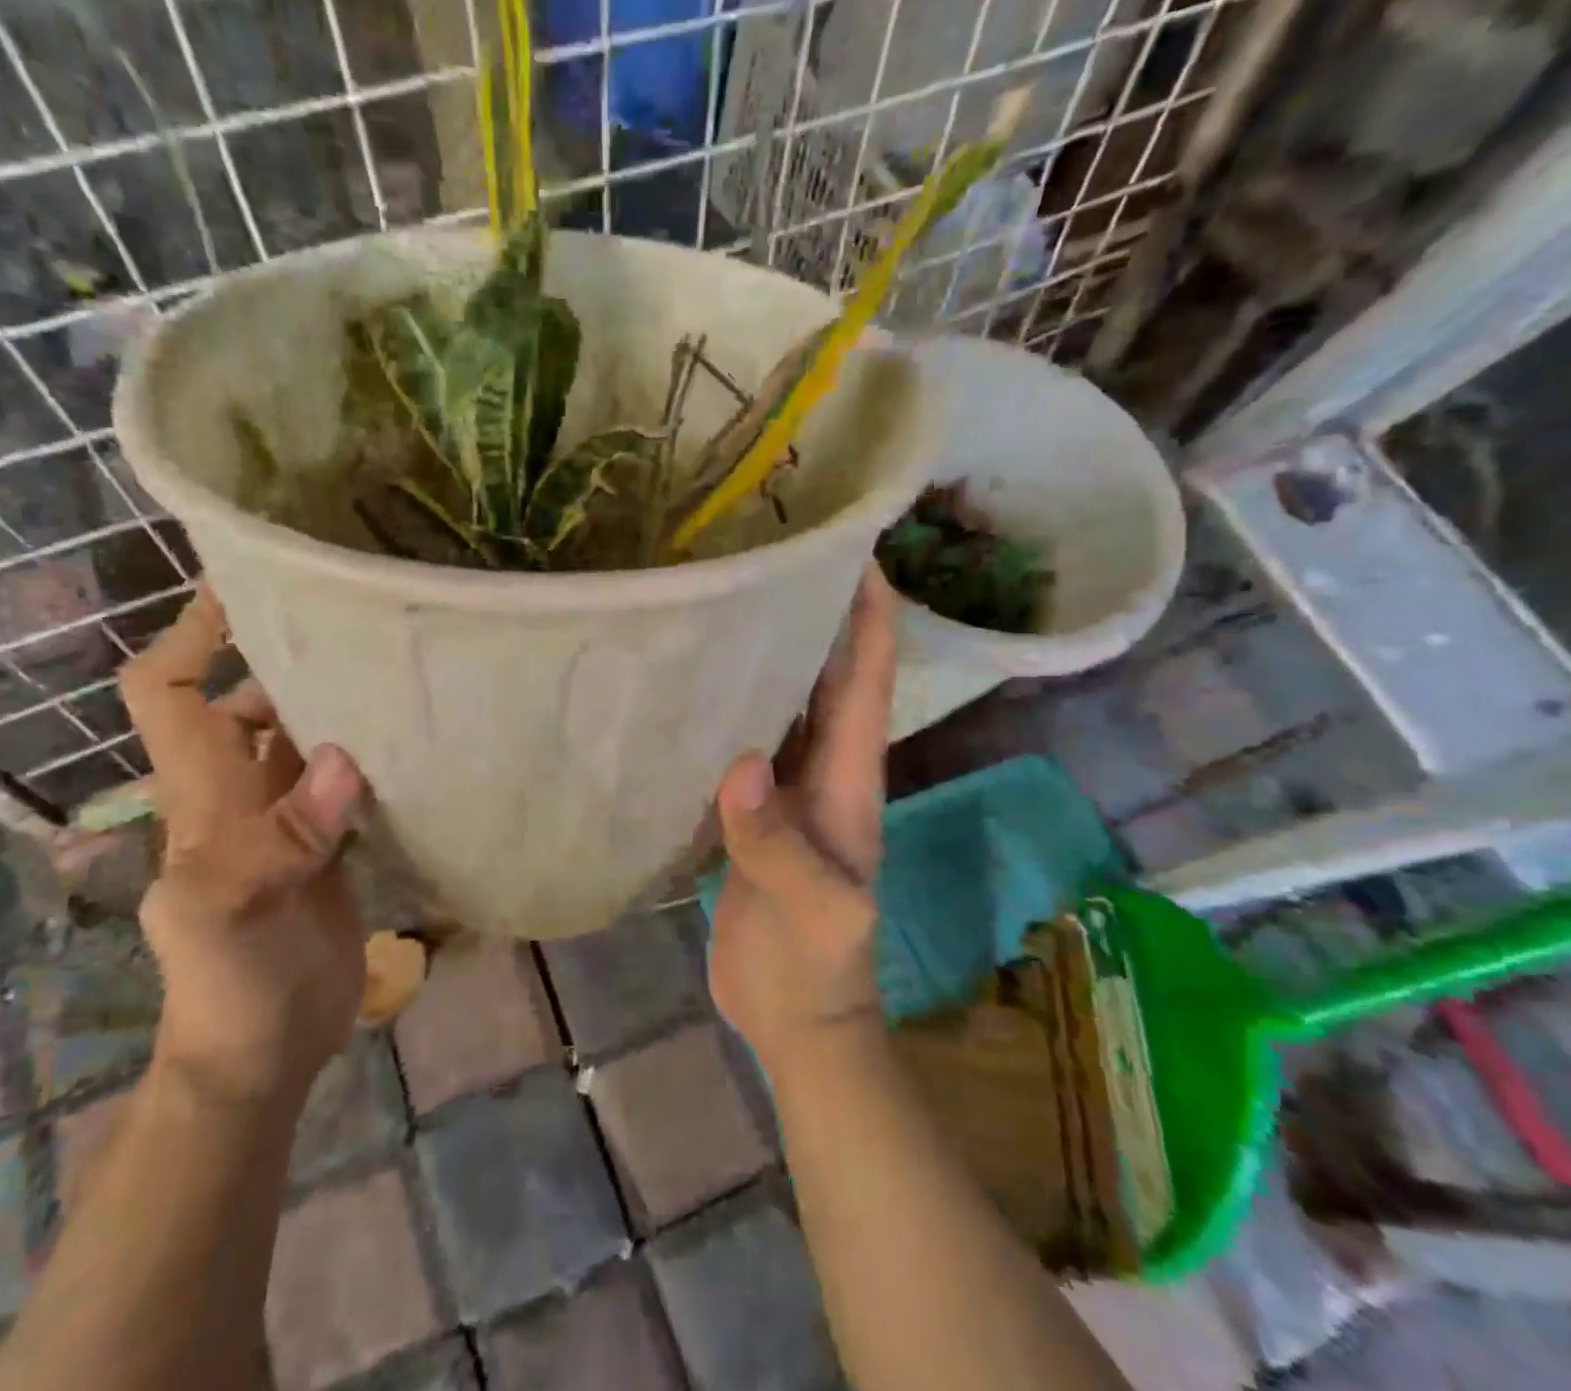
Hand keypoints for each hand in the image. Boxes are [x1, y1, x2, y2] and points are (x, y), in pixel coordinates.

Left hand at [119, 588, 366, 1101]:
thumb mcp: (236, 913)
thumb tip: (343, 759)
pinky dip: (366, 753)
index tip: (241, 585)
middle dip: (283, 657)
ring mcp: (284, 819)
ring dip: (334, 704)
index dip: (191, 635)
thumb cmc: (231, 984)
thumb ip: (281, 837)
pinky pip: (342, 781)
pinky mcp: (325, 844)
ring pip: (301, 738)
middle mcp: (236, 792)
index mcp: (201, 795)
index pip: (167, 693)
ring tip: (395, 666)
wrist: (263, 1053)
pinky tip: (411, 740)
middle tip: (352, 618)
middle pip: (246, 701)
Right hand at [709, 564, 894, 1072]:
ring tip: (736, 602)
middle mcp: (824, 770)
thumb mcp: (812, 911)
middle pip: (828, 678)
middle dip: (819, 616)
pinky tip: (699, 685)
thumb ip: (776, 843)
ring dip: (773, 656)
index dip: (871, 615)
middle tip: (779, 558)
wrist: (797, 1018)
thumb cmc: (817, 965)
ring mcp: (788, 790)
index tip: (856, 551)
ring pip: (785, 705)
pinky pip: (746, 742)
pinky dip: (733, 708)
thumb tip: (741, 765)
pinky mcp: (754, 812)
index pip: (866, 682)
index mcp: (850, 780)